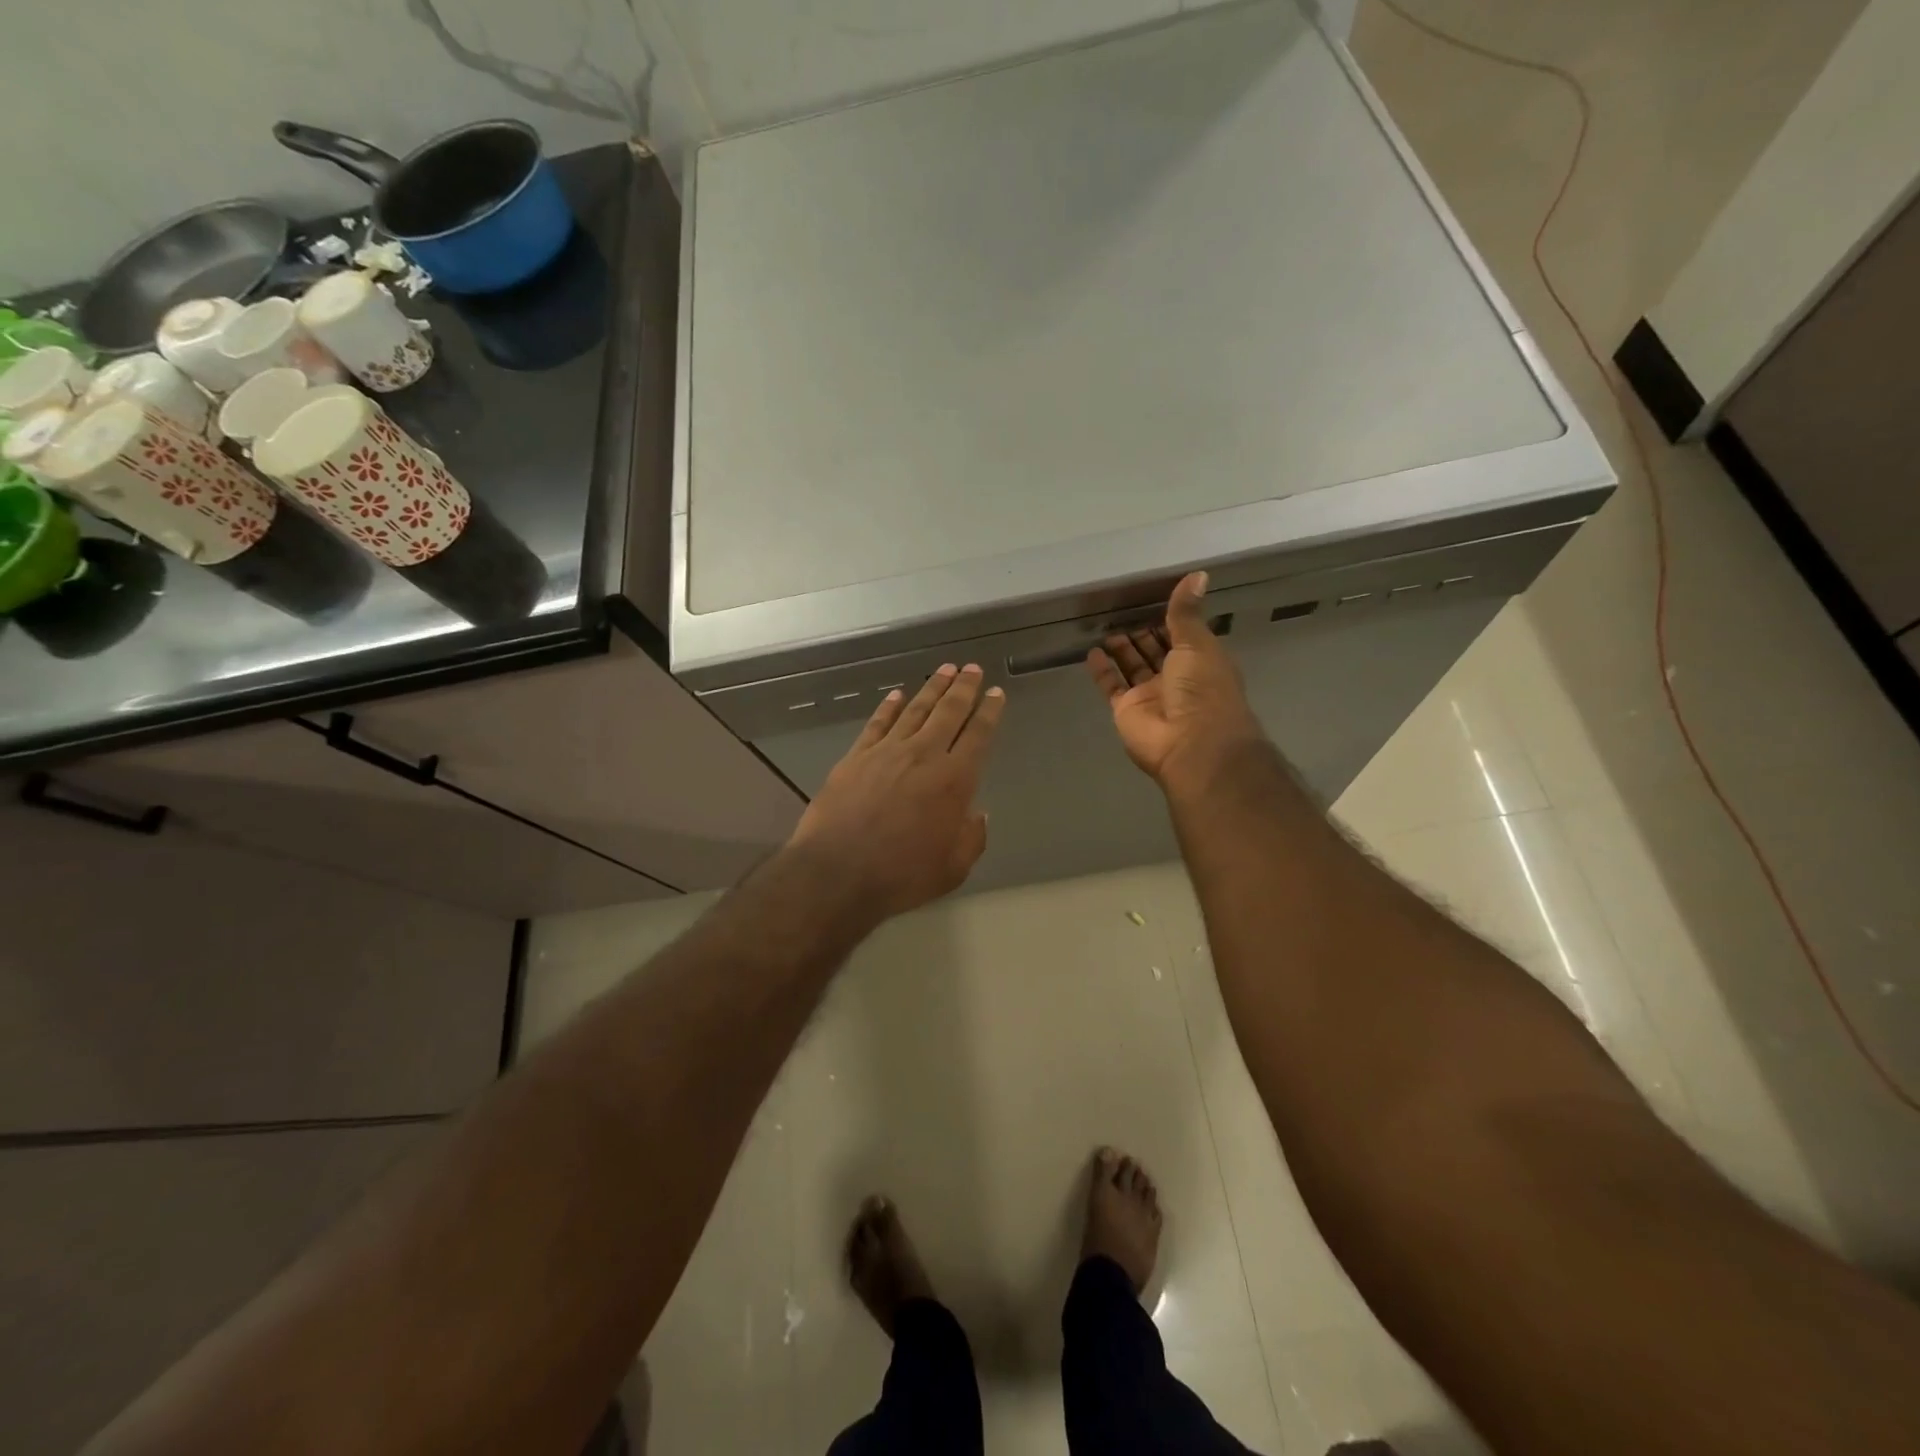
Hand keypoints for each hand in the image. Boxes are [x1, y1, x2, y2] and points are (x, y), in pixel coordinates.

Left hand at [788, 664, 1005, 920]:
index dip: (990, 711)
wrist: (837, 872)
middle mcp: (923, 755)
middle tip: (972, 668)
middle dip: (964, 687)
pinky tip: (895, 695)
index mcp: (954, 780)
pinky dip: (888, 707)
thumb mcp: (953, 868)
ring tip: (944, 669)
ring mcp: (886, 752)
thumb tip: (977, 814)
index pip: (978, 735)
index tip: (996, 693)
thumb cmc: (902, 875)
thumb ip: (971, 838)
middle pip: (949, 712)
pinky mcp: (856, 757)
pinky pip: (877, 724)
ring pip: (915, 710)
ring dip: (932, 688)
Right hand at [1087, 572, 1264, 787]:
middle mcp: (1176, 678)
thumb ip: (1186, 612)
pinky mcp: (1126, 710)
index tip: (1148, 597)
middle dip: (1141, 632)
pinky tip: (1092, 652)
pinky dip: (1102, 671)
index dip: (1167, 618)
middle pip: (1154, 650)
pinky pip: (1112, 686)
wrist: (1191, 743)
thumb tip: (1198, 574)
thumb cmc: (1203, 688)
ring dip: (1120, 648)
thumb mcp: (1197, 643)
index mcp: (1200, 661)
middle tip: (1120, 608)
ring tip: (1104, 625)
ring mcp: (1150, 696)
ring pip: (1132, 667)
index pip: (1181, 635)